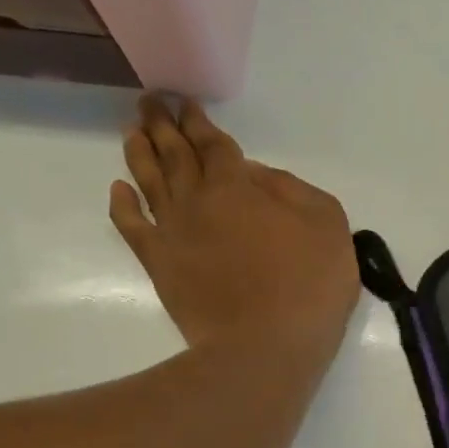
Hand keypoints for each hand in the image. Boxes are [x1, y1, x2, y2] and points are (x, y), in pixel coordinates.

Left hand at [111, 95, 358, 362]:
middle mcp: (198, 200)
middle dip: (164, 125)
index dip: (200, 122)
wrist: (265, 346)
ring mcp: (173, 232)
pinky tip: (119, 188)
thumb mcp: (329, 226)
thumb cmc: (309, 285)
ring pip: (149, 180)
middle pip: (176, 153)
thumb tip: (256, 176)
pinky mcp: (160, 264)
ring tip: (134, 131)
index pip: (214, 144)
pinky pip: (131, 225)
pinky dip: (122, 203)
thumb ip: (294, 190)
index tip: (185, 103)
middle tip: (150, 102)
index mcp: (240, 186)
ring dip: (140, 152)